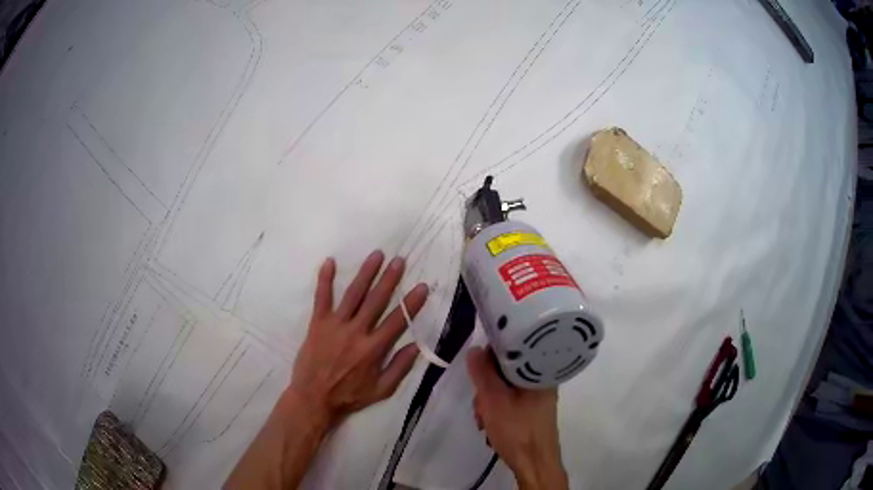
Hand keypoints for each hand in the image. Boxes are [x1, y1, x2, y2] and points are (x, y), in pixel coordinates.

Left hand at [289, 250, 428, 426]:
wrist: (314, 398)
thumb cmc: (349, 395)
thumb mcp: (381, 390)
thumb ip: (399, 368)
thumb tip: (416, 346)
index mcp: (373, 349)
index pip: (397, 321)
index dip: (411, 303)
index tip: (422, 286)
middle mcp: (356, 332)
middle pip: (376, 301)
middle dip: (389, 279)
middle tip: (400, 260)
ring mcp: (335, 325)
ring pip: (353, 295)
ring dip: (365, 274)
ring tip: (376, 255)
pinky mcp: (317, 323)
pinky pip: (321, 298)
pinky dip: (325, 280)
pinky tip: (329, 262)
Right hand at [467, 347, 567, 489]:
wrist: (534, 463)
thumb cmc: (516, 429)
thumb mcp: (493, 399)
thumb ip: (482, 373)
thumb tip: (474, 348)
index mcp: (538, 370)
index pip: (510, 349)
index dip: (488, 359)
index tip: (476, 376)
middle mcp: (541, 379)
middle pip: (505, 370)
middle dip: (486, 387)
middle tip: (480, 406)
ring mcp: (538, 395)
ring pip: (505, 387)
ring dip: (489, 401)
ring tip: (484, 420)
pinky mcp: (533, 408)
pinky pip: (511, 399)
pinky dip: (497, 409)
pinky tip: (490, 424)